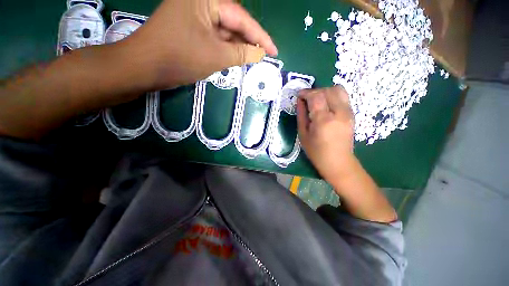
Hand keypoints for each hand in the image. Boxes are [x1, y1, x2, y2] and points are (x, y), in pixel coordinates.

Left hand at [121, 0, 277, 89]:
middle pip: (234, 23)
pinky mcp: (192, 29)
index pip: (242, 19)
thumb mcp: (216, 56)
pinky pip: (216, 38)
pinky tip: (236, 57)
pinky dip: (227, 49)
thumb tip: (259, 53)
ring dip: (239, 46)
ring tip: (253, 59)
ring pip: (225, 32)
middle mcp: (202, 3)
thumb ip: (241, 53)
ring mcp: (196, 16)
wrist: (145, 66)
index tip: (274, 51)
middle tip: (264, 57)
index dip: (261, 37)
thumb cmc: (180, 57)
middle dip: (250, 41)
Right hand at [296, 86, 354, 180]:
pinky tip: (326, 105)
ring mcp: (348, 113)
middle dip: (315, 91)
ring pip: (338, 90)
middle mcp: (339, 113)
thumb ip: (301, 115)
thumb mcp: (303, 134)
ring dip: (325, 91)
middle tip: (307, 99)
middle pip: (328, 90)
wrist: (338, 162)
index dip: (306, 92)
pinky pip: (343, 97)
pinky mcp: (352, 114)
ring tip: (317, 100)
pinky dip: (332, 96)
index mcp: (324, 120)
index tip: (299, 95)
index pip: (316, 96)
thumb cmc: (316, 152)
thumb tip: (299, 100)